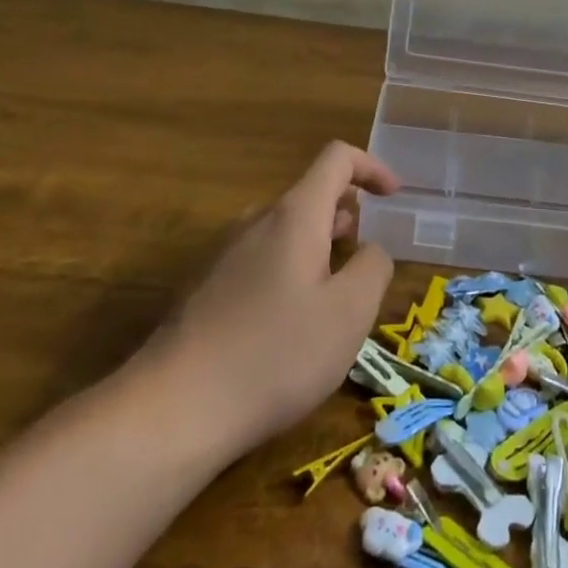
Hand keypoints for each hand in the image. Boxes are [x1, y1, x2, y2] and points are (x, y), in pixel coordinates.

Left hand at [138, 142, 398, 454]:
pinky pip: (261, 259)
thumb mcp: (349, 313)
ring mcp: (225, 252)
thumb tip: (370, 249)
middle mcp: (256, 220)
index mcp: (295, 214)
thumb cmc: (275, 355)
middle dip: (347, 217)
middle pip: (310, 195)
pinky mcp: (206, 286)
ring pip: (285, 230)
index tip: (393, 197)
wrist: (173, 409)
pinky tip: (287, 326)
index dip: (371, 167)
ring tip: (332, 298)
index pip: (337, 158)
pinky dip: (290, 270)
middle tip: (364, 263)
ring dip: (318, 247)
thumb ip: (373, 268)